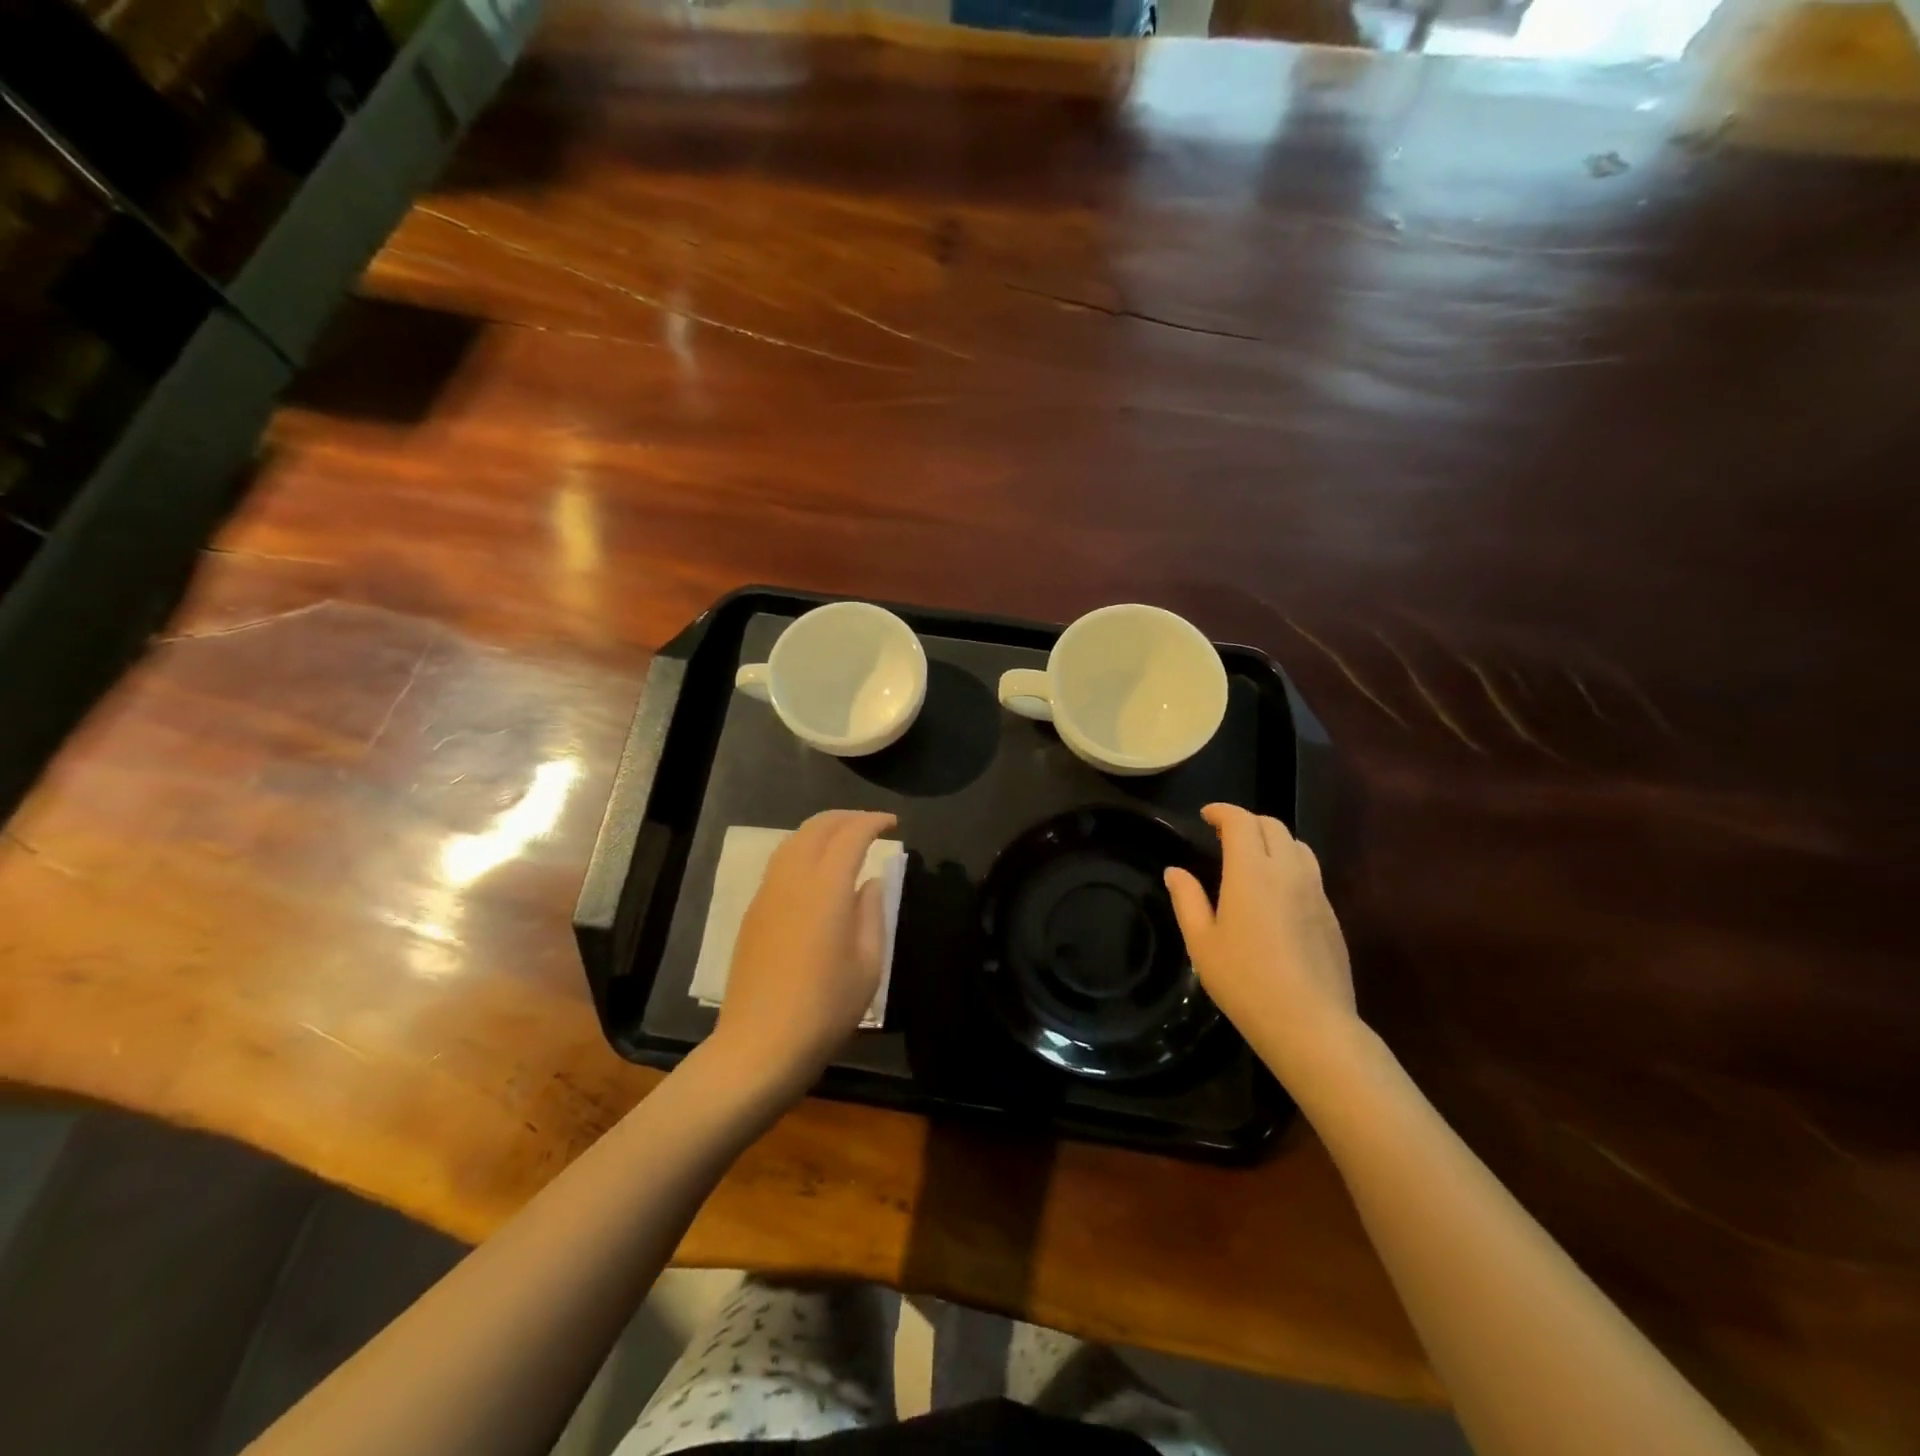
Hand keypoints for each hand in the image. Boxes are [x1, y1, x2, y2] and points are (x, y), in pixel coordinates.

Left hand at [708, 809, 896, 1099]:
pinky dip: (803, 850)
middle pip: (817, 827)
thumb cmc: (825, 1008)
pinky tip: (816, 869)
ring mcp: (767, 894)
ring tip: (845, 840)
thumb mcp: (868, 963)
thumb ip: (872, 912)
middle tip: (872, 825)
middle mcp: (792, 879)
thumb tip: (870, 882)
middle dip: (847, 818)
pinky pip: (780, 863)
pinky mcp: (753, 912)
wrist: (759, 1045)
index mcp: (826, 887)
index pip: (851, 835)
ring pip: (793, 841)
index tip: (893, 824)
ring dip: (821, 830)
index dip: (873, 822)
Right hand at [1165, 803, 1356, 1083]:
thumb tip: (1175, 871)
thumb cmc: (1244, 981)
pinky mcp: (1331, 914)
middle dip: (1246, 822)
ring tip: (1252, 859)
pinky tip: (1276, 893)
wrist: (1310, 1023)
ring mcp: (1315, 892)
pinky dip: (1289, 864)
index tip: (1206, 816)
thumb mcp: (1201, 942)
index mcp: (1251, 871)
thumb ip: (1187, 899)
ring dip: (1272, 840)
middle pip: (1273, 825)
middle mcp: (1288, 871)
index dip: (1222, 812)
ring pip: (1297, 845)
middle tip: (1224, 836)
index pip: (1241, 821)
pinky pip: (1310, 872)